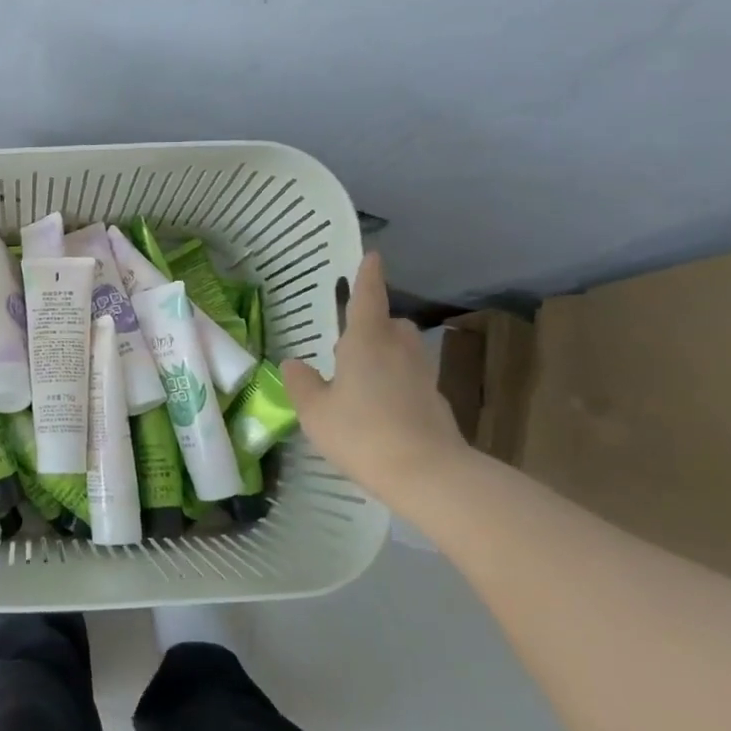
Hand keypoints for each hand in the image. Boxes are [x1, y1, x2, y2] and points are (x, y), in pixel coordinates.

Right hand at [282, 251, 468, 495]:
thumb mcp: (316, 411)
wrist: (427, 474)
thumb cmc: (362, 433)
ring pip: (405, 351)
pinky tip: (381, 410)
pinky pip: (412, 380)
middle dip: (375, 326)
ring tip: (363, 379)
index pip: (368, 298)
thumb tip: (294, 363)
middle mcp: (398, 350)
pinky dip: (398, 385)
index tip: (373, 256)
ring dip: (388, 355)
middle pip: (391, 324)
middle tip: (351, 344)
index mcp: (366, 342)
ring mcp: (422, 376)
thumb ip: (302, 384)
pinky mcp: (436, 403)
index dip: (367, 276)